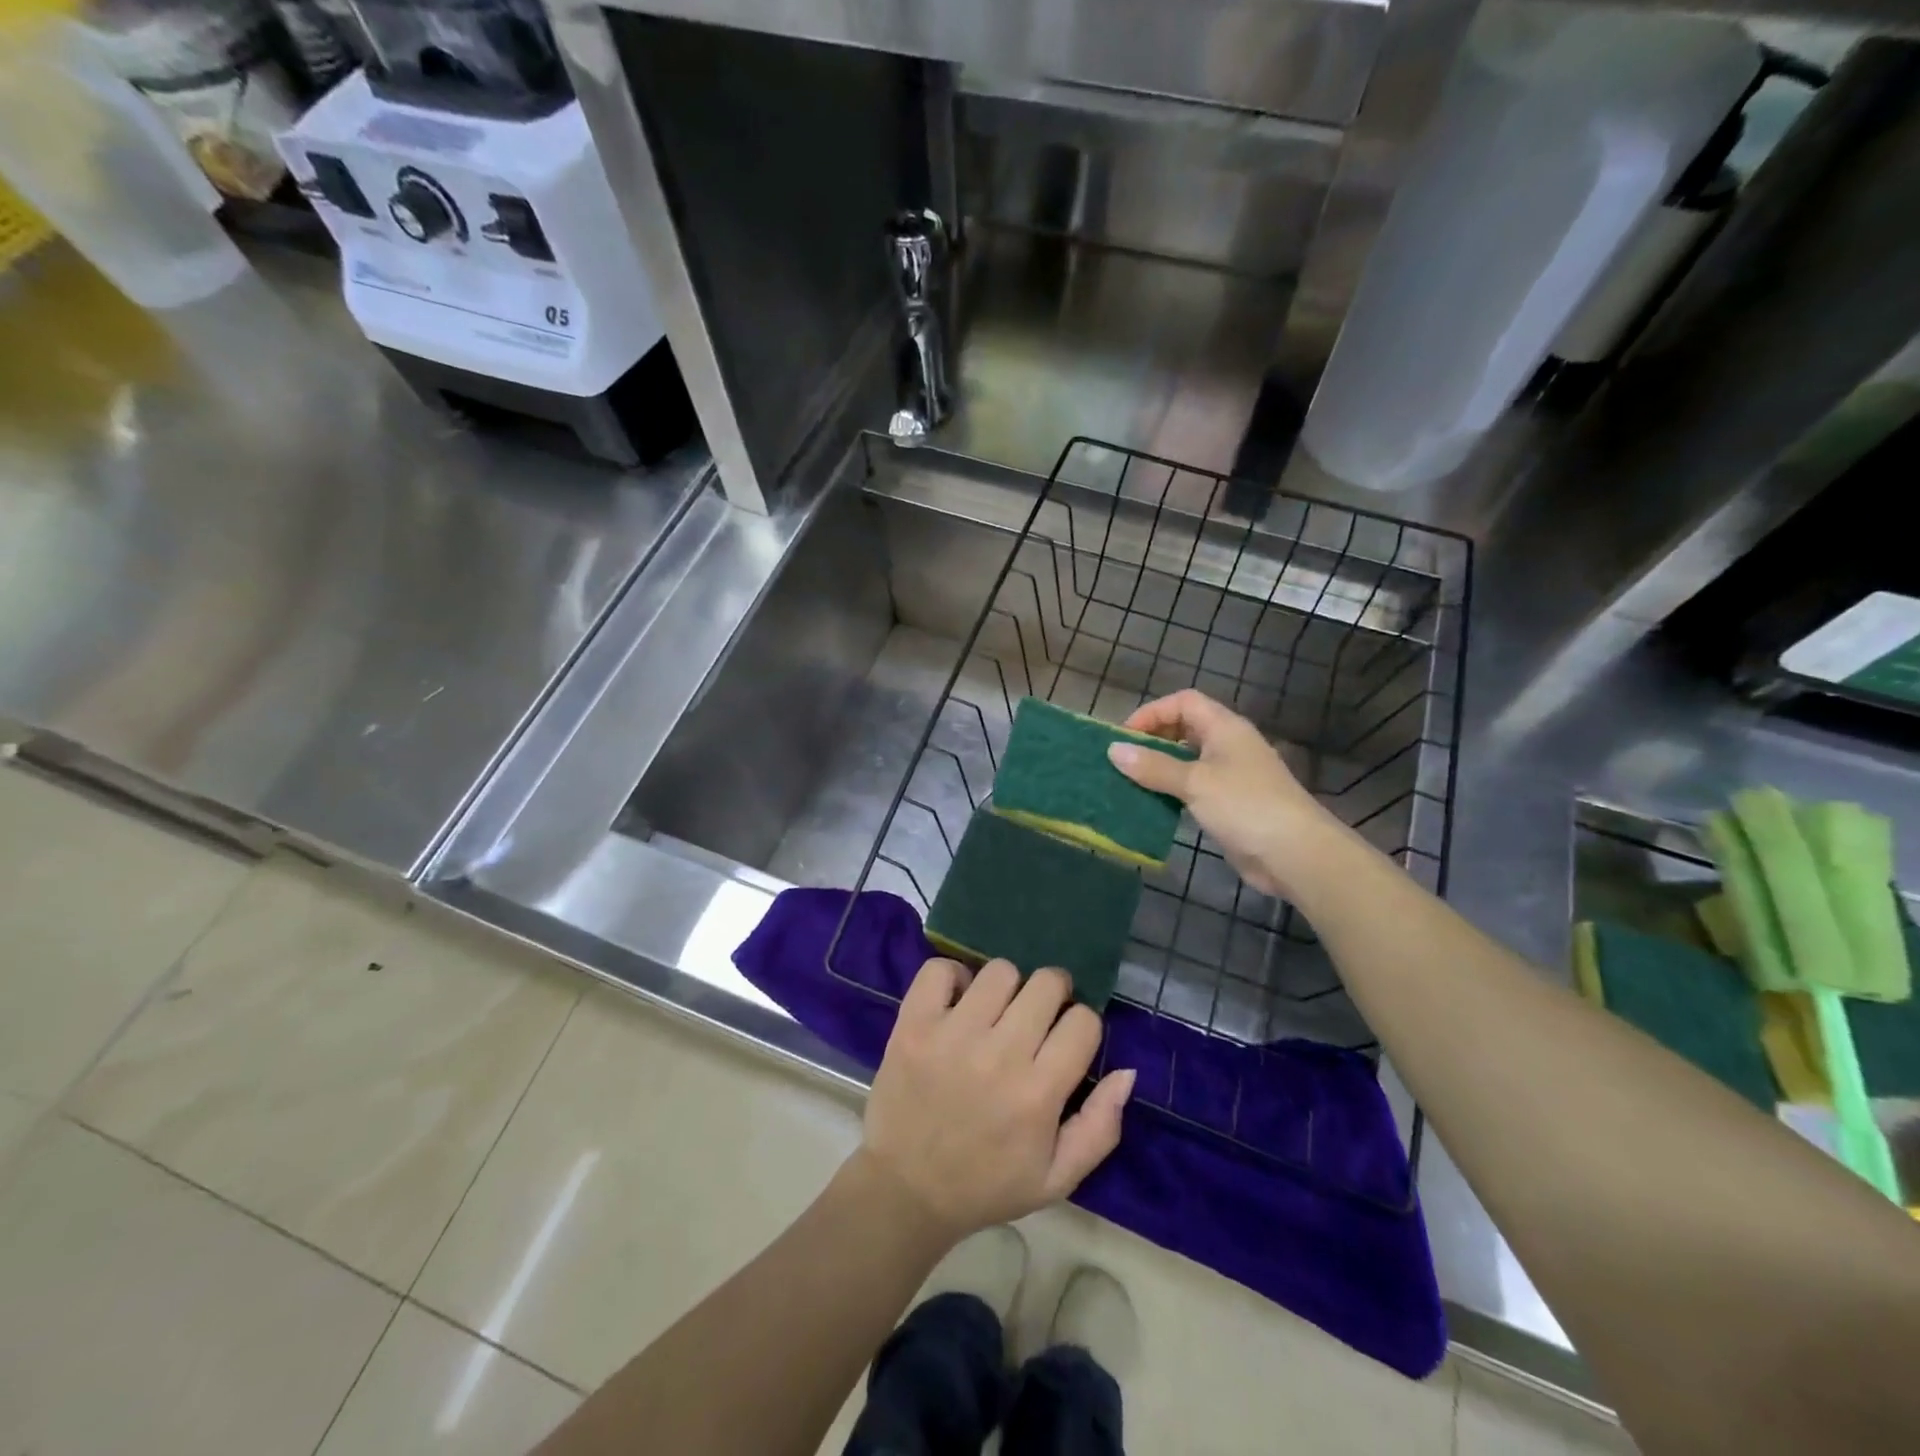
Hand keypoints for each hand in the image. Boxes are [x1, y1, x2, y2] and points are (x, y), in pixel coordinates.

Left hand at [860, 959, 1134, 1240]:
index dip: (1080, 1026)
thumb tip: (1127, 1072)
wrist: (906, 1191)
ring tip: (995, 1013)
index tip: (1065, 1041)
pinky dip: (953, 977)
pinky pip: (940, 969)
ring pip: (1000, 971)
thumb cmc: (986, 1185)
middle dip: (1051, 995)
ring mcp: (952, 1034)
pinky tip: (956, 1003)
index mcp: (1038, 1093)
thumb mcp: (1057, 1178)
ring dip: (1006, 987)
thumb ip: (1100, 1127)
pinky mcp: (913, 1024)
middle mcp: (999, 1055)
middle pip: (1046, 983)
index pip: (1083, 1021)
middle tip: (1035, 1018)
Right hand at [1107, 688, 1343, 900]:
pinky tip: (1153, 805)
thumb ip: (1153, 766)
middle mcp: (1229, 745)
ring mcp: (1232, 776)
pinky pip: (1194, 788)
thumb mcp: (1194, 782)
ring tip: (1130, 782)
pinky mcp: (1231, 804)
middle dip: (1153, 739)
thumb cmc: (1245, 806)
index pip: (1184, 702)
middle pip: (1185, 728)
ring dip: (1160, 768)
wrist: (1296, 854)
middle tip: (1124, 760)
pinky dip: (1173, 791)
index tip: (1124, 737)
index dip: (1153, 713)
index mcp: (1225, 728)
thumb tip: (1113, 750)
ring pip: (1188, 760)